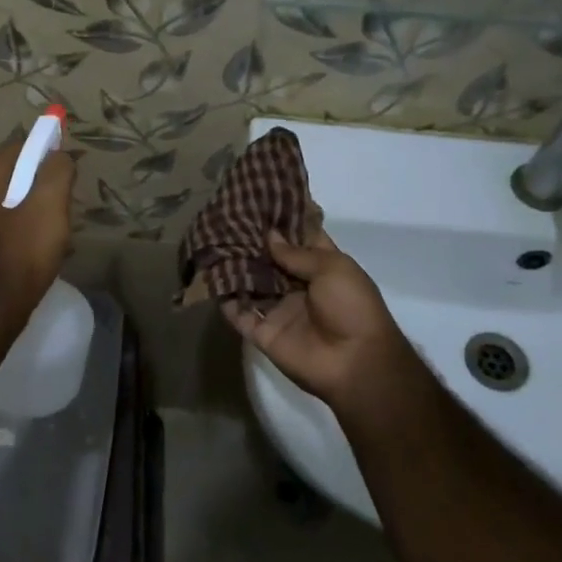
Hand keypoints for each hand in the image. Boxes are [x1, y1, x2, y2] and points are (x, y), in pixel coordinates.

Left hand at [0, 134, 74, 330]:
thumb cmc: (23, 252)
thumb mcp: (50, 204)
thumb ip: (57, 170)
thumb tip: (59, 156)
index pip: (18, 146)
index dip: (46, 150)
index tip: (68, 168)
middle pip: (13, 172)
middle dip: (43, 182)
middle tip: (65, 204)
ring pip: (10, 198)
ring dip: (36, 206)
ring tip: (57, 229)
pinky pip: (5, 221)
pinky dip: (25, 225)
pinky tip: (40, 246)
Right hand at [222, 231, 412, 407]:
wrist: (354, 362)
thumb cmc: (351, 307)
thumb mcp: (332, 268)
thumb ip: (297, 253)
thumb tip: (269, 235)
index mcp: (321, 267)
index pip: (298, 239)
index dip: (282, 220)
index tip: (259, 199)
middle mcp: (297, 285)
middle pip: (269, 260)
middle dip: (251, 240)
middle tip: (224, 217)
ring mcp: (278, 309)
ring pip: (250, 283)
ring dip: (233, 266)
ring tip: (210, 240)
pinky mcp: (262, 332)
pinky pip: (238, 313)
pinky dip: (224, 298)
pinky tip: (206, 277)